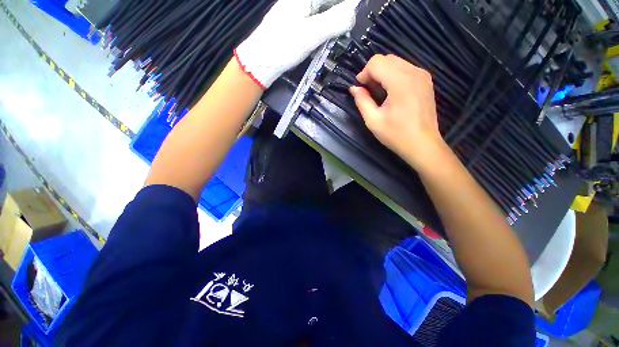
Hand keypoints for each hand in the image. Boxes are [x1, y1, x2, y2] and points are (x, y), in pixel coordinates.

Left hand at [235, 0, 358, 88]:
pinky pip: (312, 24)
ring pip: (320, 14)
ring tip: (336, 37)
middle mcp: (299, 2)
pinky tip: (321, 42)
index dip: (346, 5)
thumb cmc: (283, 47)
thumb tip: (353, 14)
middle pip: (326, 4)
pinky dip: (319, 32)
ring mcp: (294, 13)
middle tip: (346, 30)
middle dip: (338, 15)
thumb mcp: (311, 34)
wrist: (260, 62)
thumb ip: (334, 22)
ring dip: (329, 25)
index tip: (353, 18)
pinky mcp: (292, 27)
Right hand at [350, 54, 446, 168]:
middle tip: (368, 91)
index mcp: (400, 82)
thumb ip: (362, 101)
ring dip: (383, 73)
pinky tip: (391, 93)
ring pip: (396, 62)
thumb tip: (354, 88)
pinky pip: (405, 69)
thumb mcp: (373, 121)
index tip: (360, 88)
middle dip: (373, 72)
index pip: (377, 62)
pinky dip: (393, 76)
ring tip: (378, 93)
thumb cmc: (396, 135)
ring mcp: (423, 75)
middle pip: (387, 59)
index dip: (364, 73)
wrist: (423, 145)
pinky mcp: (426, 81)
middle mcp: (414, 72)